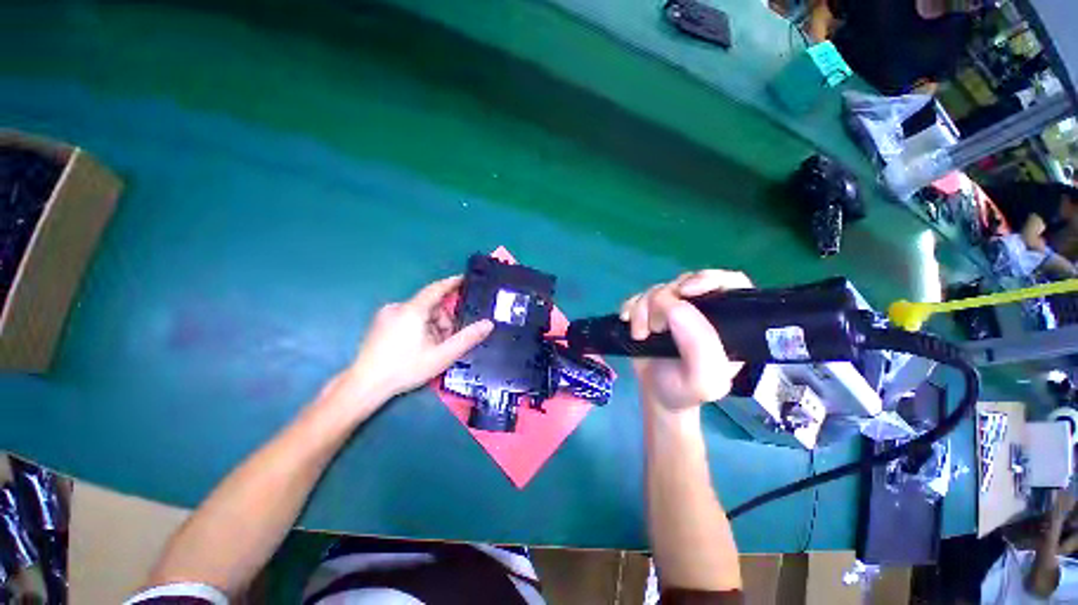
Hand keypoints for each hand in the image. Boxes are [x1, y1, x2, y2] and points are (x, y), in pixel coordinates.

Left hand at [337, 276, 492, 404]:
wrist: (364, 385)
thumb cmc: (405, 368)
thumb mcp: (442, 355)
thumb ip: (467, 338)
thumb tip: (488, 324)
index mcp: (413, 310)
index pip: (437, 288)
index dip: (452, 283)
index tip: (465, 280)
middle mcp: (398, 307)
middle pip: (430, 306)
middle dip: (444, 320)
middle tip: (449, 340)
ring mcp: (386, 315)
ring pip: (419, 314)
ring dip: (432, 326)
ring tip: (433, 349)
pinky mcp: (379, 324)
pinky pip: (407, 319)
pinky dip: (419, 328)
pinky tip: (418, 347)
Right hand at [620, 270, 751, 411]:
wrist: (656, 395)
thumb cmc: (685, 391)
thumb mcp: (704, 379)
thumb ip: (700, 345)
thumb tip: (674, 305)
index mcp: (728, 321)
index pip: (731, 283)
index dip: (709, 279)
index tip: (684, 292)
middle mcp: (703, 309)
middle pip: (686, 282)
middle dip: (665, 301)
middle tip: (656, 327)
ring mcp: (675, 308)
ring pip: (658, 289)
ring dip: (643, 310)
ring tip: (641, 335)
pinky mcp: (651, 310)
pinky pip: (638, 296)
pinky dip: (630, 307)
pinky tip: (627, 322)